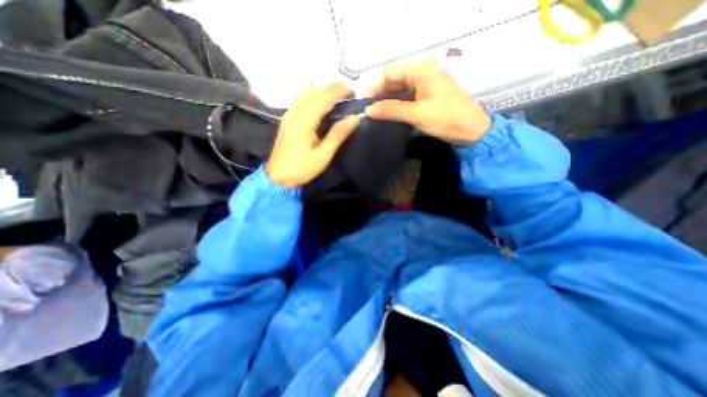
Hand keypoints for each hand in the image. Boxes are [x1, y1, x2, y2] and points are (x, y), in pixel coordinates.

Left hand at [268, 82, 360, 187]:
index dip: (338, 91)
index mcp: (304, 121)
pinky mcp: (287, 120)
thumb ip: (337, 135)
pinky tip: (321, 100)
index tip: (353, 90)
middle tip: (348, 90)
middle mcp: (295, 113)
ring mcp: (289, 115)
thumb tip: (354, 118)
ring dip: (323, 90)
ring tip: (338, 93)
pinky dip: (314, 96)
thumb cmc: (302, 168)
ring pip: (306, 94)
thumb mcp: (323, 155)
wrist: (278, 176)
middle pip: (314, 92)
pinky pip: (301, 100)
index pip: (323, 98)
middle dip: (331, 87)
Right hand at [365, 60, 492, 145]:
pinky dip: (395, 104)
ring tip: (372, 113)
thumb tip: (368, 110)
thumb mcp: (417, 114)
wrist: (472, 131)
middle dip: (378, 93)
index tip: (362, 101)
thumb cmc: (447, 119)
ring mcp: (424, 85)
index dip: (373, 85)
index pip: (389, 72)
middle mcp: (422, 73)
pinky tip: (386, 113)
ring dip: (385, 100)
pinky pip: (406, 97)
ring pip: (398, 89)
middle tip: (365, 109)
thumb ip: (391, 110)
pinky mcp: (426, 96)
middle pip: (393, 79)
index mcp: (421, 70)